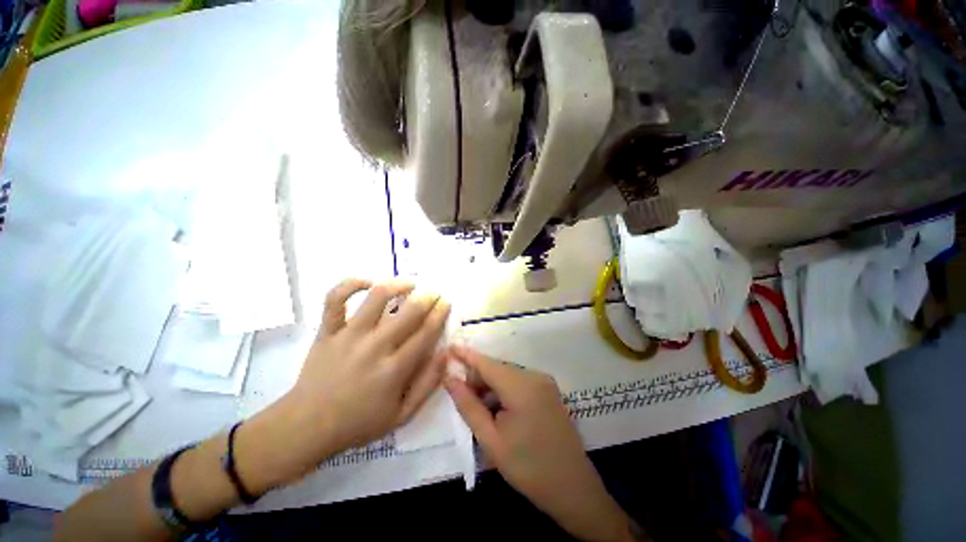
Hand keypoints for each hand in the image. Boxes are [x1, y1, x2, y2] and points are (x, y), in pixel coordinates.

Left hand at [240, 279, 450, 490]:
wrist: (306, 426)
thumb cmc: (358, 423)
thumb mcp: (402, 415)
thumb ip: (427, 385)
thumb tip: (445, 354)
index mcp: (394, 369)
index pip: (426, 333)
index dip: (440, 314)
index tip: (446, 303)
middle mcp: (374, 347)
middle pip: (408, 312)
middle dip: (427, 297)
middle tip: (434, 293)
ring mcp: (348, 335)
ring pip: (376, 297)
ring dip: (397, 285)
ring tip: (408, 284)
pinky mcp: (327, 331)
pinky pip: (335, 299)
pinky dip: (351, 285)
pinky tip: (368, 283)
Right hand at [445, 346, 634, 541]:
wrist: (573, 488)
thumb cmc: (528, 468)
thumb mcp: (491, 440)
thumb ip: (468, 405)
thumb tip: (450, 379)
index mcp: (521, 386)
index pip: (486, 363)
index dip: (466, 354)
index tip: (448, 347)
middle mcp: (534, 376)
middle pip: (497, 368)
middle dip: (477, 378)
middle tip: (463, 400)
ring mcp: (544, 382)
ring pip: (507, 375)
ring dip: (490, 386)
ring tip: (482, 412)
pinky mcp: (549, 390)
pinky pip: (519, 382)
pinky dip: (504, 390)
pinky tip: (500, 411)